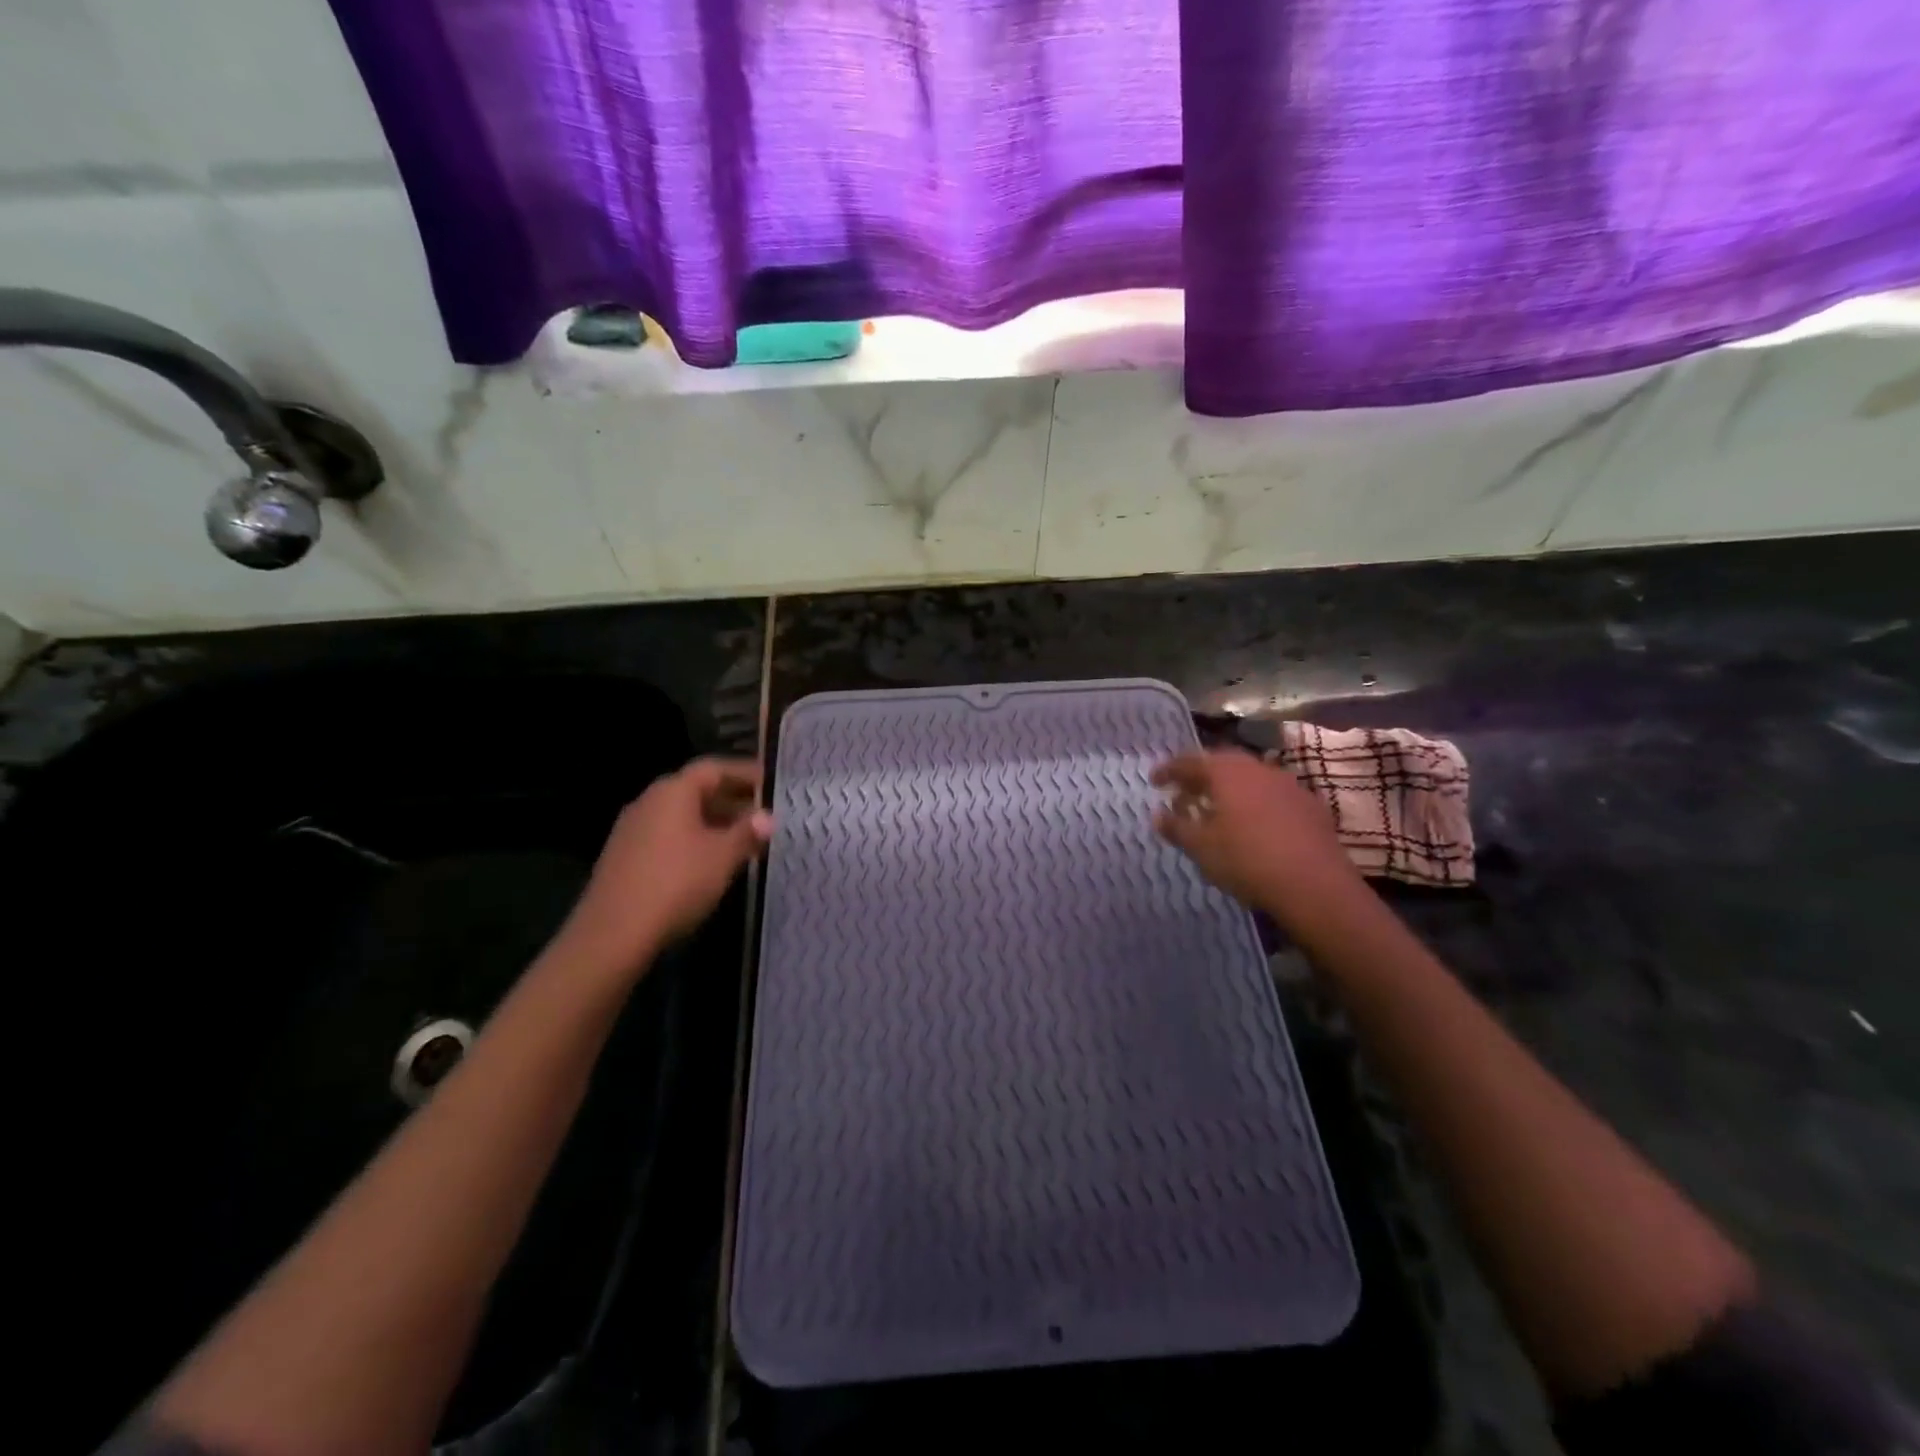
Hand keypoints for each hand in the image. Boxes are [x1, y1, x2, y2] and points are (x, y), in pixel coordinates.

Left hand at [559, 757, 772, 972]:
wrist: (613, 934)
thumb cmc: (676, 883)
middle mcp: (649, 801)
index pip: (714, 768)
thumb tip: (767, 817)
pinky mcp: (625, 857)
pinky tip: (711, 862)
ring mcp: (633, 829)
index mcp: (673, 791)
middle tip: (763, 814)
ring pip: (682, 816)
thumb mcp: (722, 857)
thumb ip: (747, 832)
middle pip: (696, 790)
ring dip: (714, 822)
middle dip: (732, 800)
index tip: (770, 783)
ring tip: (744, 840)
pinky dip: (694, 840)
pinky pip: (668, 836)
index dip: (744, 773)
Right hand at [1151, 748, 1360, 922]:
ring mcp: (1288, 785)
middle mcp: (1258, 768)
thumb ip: (1176, 827)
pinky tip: (1252, 826)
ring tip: (1216, 811)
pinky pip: (1272, 796)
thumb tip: (1158, 815)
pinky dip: (1254, 804)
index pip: (1189, 761)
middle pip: (1222, 765)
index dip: (1169, 770)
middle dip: (1200, 777)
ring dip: (1229, 790)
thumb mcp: (1200, 847)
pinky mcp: (1310, 806)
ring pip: (1249, 779)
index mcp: (1227, 772)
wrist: (1315, 885)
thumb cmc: (1246, 860)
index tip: (1154, 782)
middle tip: (1184, 794)